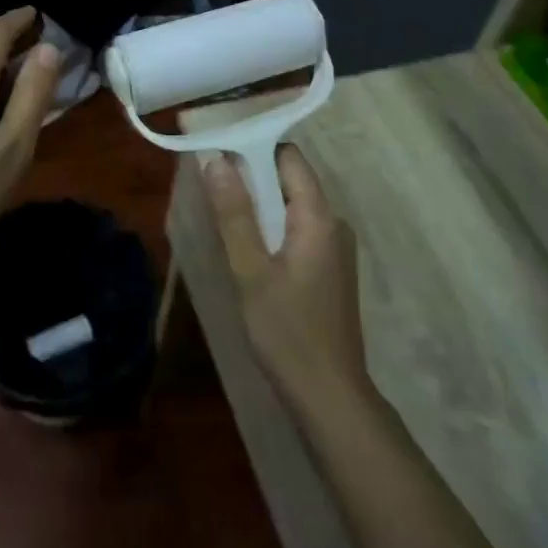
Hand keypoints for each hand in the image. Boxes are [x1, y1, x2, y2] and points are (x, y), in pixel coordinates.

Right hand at [203, 144, 369, 415]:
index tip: (218, 155)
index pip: (289, 157)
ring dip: (260, 207)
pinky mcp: (330, 270)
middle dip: (252, 179)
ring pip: (292, 207)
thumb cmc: (287, 332)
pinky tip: (250, 252)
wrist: (330, 398)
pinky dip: (273, 230)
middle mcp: (333, 223)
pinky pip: (298, 230)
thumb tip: (215, 160)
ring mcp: (335, 248)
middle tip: (212, 189)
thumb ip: (234, 214)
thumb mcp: (251, 271)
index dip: (254, 149)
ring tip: (225, 220)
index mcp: (319, 216)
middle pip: (290, 180)